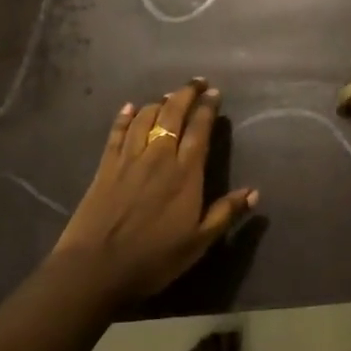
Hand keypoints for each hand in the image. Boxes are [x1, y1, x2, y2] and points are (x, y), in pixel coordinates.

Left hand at [51, 78, 256, 303]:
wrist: (96, 267)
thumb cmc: (154, 258)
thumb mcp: (198, 242)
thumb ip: (225, 213)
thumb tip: (254, 192)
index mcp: (185, 173)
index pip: (200, 129)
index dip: (207, 108)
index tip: (214, 93)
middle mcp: (159, 156)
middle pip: (173, 114)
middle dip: (186, 94)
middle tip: (197, 82)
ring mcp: (129, 158)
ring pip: (146, 118)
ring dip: (159, 102)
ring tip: (169, 96)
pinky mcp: (106, 166)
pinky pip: (117, 132)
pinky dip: (125, 117)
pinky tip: (130, 107)